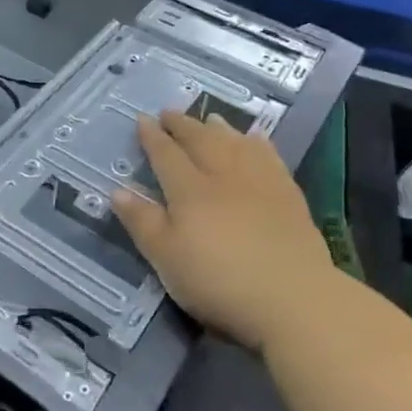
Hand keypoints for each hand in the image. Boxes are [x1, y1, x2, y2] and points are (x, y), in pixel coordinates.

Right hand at [112, 112, 335, 352]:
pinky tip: (256, 140)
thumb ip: (142, 222)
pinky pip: (270, 157)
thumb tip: (118, 190)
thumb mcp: (166, 259)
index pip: (165, 154)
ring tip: (210, 119)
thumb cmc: (219, 281)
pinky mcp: (289, 195)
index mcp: (189, 189)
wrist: (294, 298)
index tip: (142, 119)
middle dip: (182, 124)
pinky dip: (258, 144)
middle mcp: (222, 175)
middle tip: (169, 112)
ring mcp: (259, 182)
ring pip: (235, 143)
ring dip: (219, 128)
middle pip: (200, 140)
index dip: (152, 137)